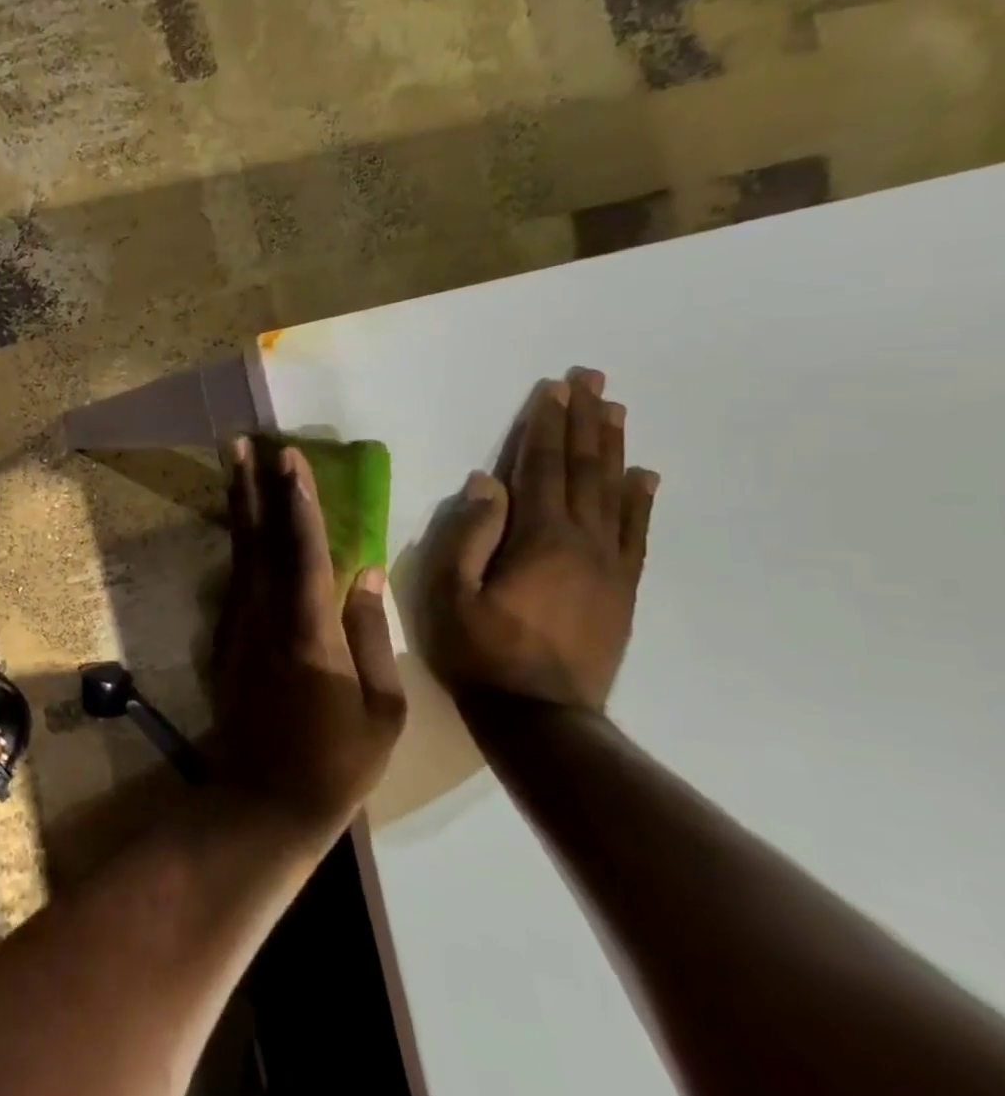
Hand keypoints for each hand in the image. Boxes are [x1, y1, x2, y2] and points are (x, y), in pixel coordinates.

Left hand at [212, 438, 407, 829]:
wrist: (264, 799)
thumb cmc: (336, 761)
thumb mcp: (381, 709)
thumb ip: (370, 633)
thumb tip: (365, 572)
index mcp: (309, 633)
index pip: (303, 552)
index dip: (297, 502)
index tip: (289, 460)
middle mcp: (265, 618)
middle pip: (258, 539)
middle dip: (251, 488)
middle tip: (240, 443)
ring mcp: (239, 627)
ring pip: (240, 553)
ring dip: (238, 506)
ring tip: (234, 466)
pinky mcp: (225, 640)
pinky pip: (236, 579)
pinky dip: (238, 544)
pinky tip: (242, 524)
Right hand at [416, 370, 658, 713]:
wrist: (541, 717)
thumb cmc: (480, 651)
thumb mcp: (450, 593)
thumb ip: (467, 534)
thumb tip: (485, 481)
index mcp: (539, 538)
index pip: (541, 467)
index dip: (545, 425)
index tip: (553, 388)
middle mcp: (583, 541)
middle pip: (584, 469)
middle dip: (585, 421)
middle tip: (592, 378)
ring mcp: (609, 566)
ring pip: (614, 493)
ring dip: (612, 448)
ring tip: (615, 410)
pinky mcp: (621, 590)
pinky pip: (636, 533)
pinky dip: (641, 500)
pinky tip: (644, 476)